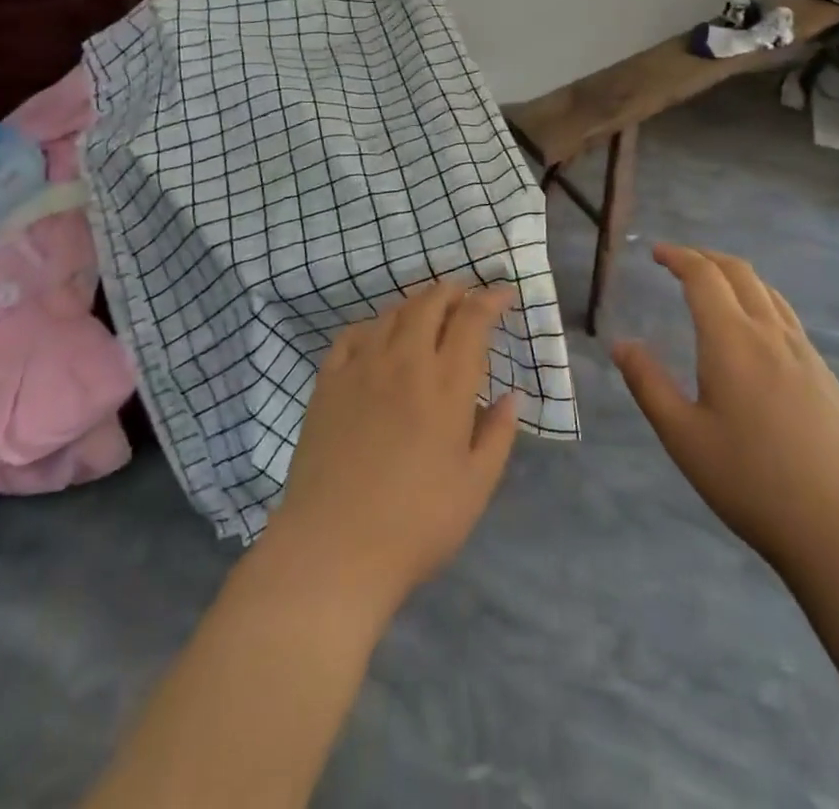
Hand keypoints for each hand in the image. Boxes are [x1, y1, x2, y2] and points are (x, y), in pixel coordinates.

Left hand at [260, 282, 520, 616]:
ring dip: (415, 303)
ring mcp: (361, 368)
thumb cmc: (415, 524)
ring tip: (427, 311)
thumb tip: (511, 396)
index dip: (489, 300)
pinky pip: (352, 335)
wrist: (333, 547)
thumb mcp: (474, 488)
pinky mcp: (327, 382)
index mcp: (446, 386)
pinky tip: (377, 337)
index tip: (502, 294)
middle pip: (428, 304)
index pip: (471, 321)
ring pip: (391, 313)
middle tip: (464, 296)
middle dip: (451, 292)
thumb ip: (497, 435)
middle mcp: (404, 362)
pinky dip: (372, 325)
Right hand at [611, 245, 838, 577]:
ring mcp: (806, 355)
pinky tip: (755, 334)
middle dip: (706, 258)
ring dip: (736, 277)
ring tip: (714, 288)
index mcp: (732, 340)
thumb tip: (621, 343)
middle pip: (740, 273)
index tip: (656, 252)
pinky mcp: (827, 378)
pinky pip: (788, 319)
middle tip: (679, 262)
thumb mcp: (683, 436)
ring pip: (769, 293)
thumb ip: (648, 384)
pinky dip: (761, 302)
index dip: (678, 256)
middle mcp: (771, 335)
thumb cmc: (751, 482)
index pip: (703, 276)